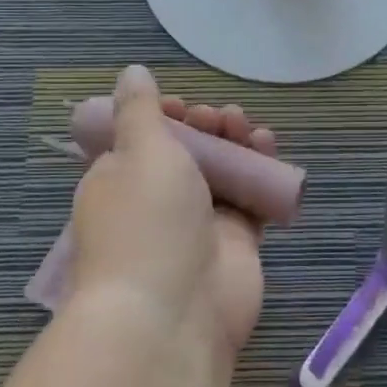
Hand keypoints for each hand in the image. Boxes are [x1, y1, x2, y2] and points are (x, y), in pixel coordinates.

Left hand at [66, 66, 277, 361]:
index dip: (165, 117)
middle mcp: (155, 200)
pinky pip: (250, 198)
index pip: (140, 138)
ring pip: (221, 171)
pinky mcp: (234, 241)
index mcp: (118, 180)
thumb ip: (141, 108)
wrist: (172, 313)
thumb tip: (131, 72)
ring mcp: (196, 223)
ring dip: (235, 143)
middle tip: (219, 119)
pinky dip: (260, 172)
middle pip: (186, 151)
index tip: (182, 107)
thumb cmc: (147, 219)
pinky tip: (269, 147)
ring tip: (247, 127)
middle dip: (206, 127)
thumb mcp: (140, 149)